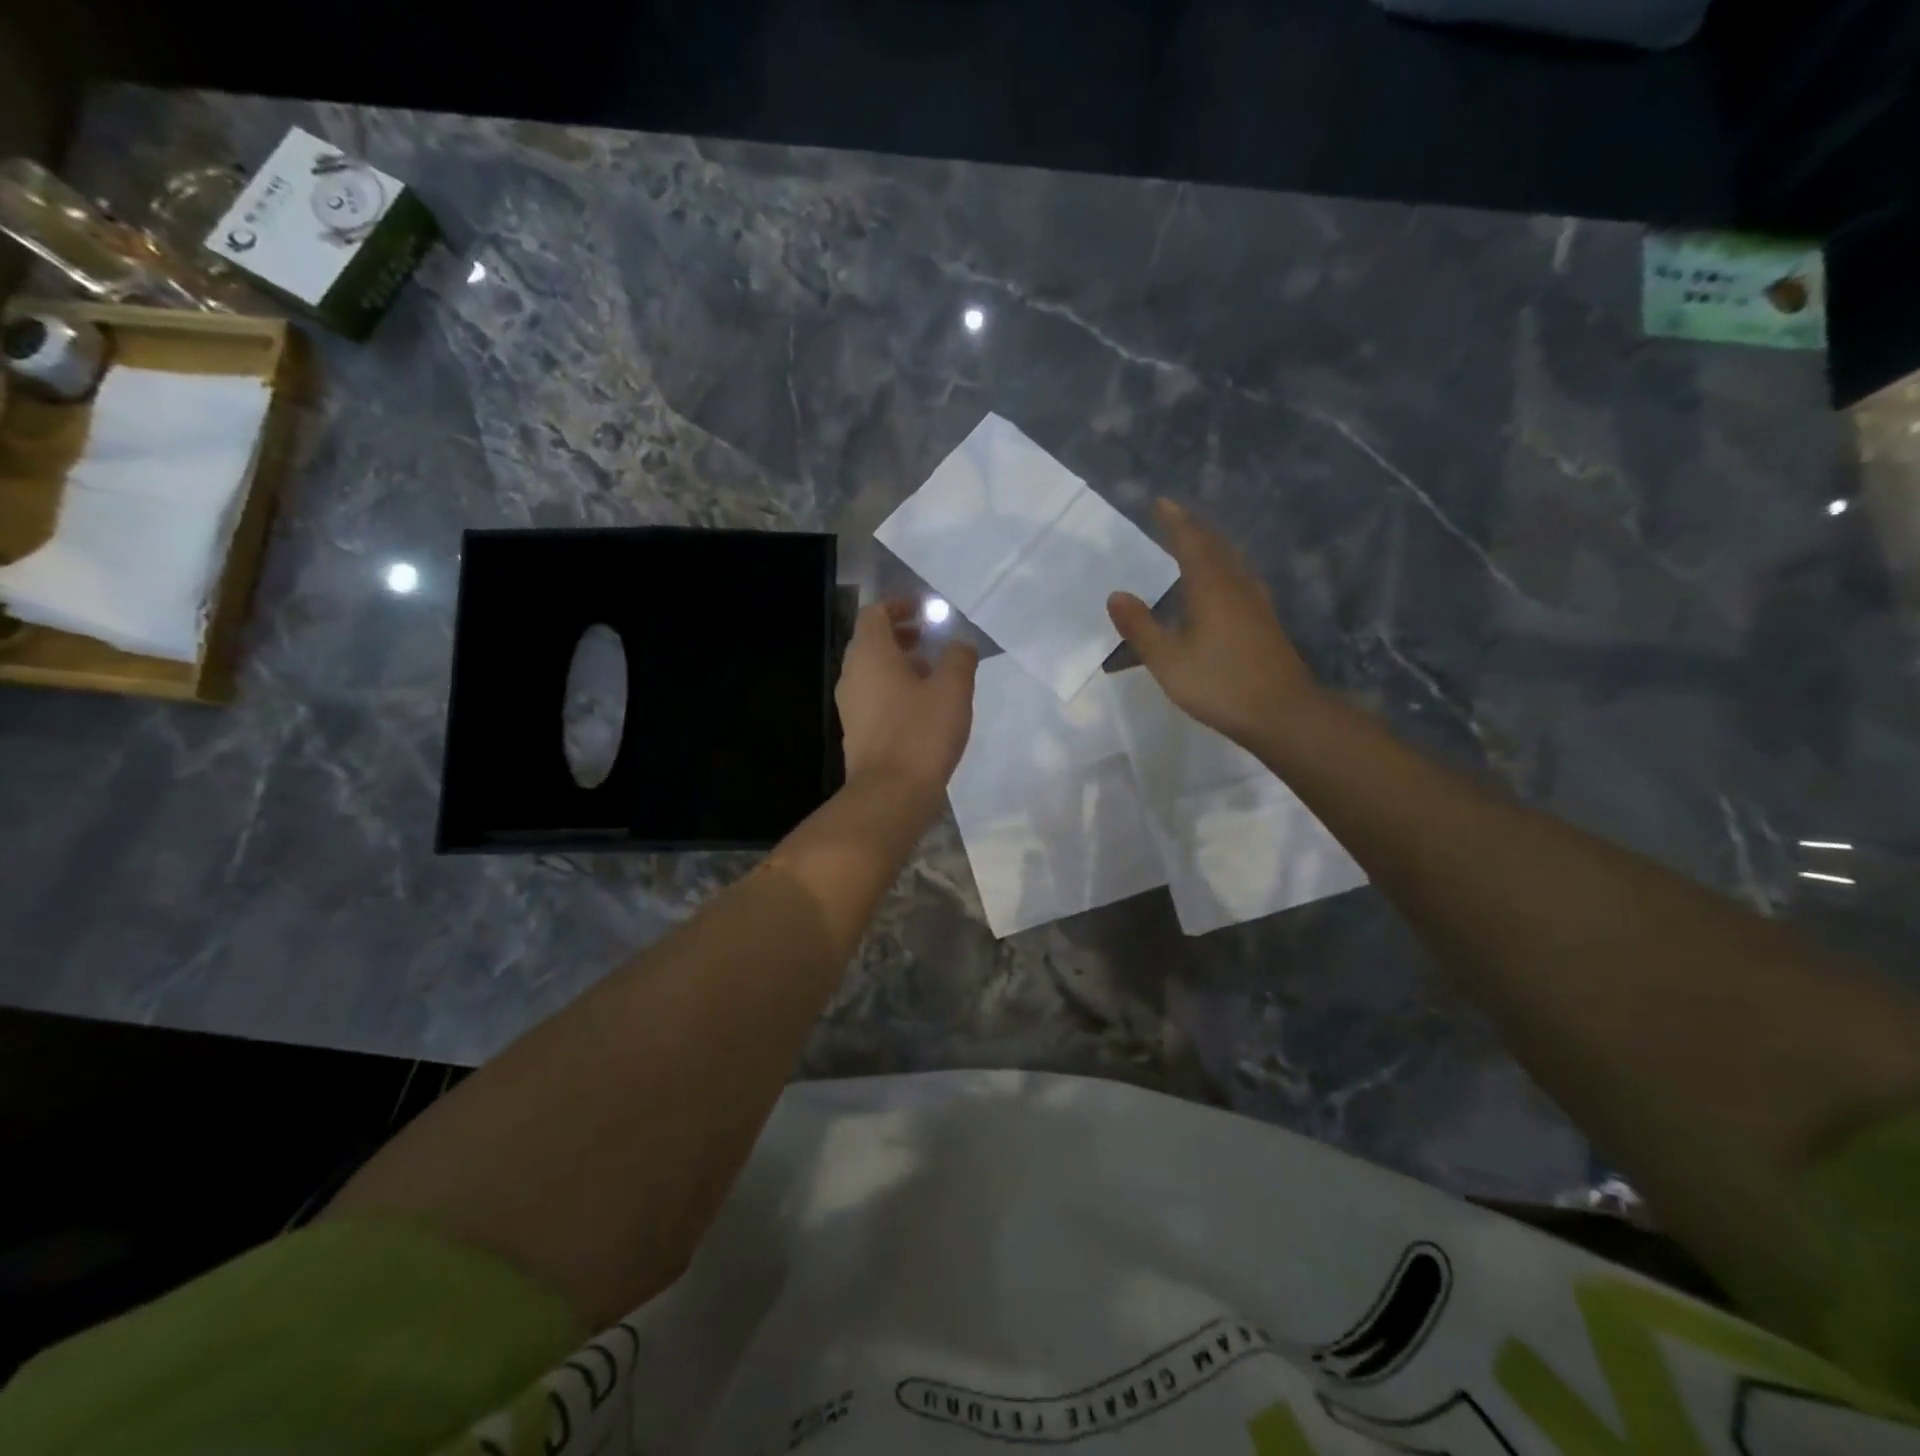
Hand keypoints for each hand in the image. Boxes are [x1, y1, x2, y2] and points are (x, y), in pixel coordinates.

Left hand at [836, 600, 977, 807]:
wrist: (890, 793)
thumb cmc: (921, 732)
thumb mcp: (953, 689)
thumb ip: (959, 657)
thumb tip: (959, 644)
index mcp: (870, 654)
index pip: (874, 614)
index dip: (898, 605)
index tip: (924, 609)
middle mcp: (852, 674)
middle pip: (870, 641)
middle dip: (900, 635)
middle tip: (929, 638)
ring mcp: (850, 705)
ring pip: (871, 671)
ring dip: (898, 664)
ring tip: (931, 673)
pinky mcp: (856, 731)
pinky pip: (873, 696)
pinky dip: (893, 689)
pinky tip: (921, 707)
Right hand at [1107, 499, 1319, 745]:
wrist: (1282, 713)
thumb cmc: (1220, 685)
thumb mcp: (1168, 660)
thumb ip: (1141, 627)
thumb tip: (1116, 594)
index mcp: (1212, 588)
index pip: (1191, 542)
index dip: (1175, 521)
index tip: (1160, 503)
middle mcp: (1237, 586)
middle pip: (1216, 546)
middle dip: (1194, 528)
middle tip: (1174, 517)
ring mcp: (1256, 603)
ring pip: (1232, 562)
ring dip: (1212, 547)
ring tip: (1195, 544)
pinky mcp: (1265, 622)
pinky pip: (1240, 579)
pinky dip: (1223, 569)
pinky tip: (1221, 586)